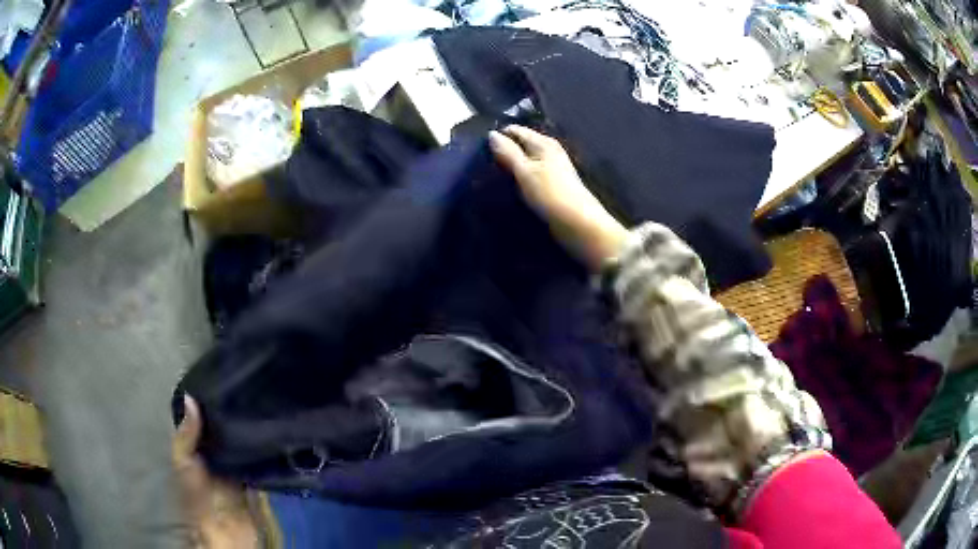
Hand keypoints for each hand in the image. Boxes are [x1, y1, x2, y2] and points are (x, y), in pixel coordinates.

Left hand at [172, 395, 259, 548]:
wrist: (225, 531)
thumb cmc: (198, 496)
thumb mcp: (184, 464)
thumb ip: (186, 436)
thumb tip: (191, 397)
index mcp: (195, 445)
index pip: (202, 416)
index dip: (208, 398)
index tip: (222, 374)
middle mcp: (215, 450)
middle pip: (224, 425)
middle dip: (232, 409)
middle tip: (247, 383)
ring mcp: (236, 463)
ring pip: (242, 438)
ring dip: (249, 426)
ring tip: (262, 398)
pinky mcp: (255, 475)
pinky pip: (259, 456)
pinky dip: (263, 445)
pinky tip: (272, 426)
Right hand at [489, 125, 628, 268]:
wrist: (578, 223)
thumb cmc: (550, 194)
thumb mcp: (524, 171)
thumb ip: (508, 152)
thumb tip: (491, 133)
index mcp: (543, 142)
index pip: (516, 131)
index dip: (499, 137)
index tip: (480, 149)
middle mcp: (549, 151)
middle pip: (521, 145)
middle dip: (504, 152)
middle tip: (482, 164)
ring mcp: (552, 168)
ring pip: (525, 161)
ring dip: (511, 167)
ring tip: (491, 176)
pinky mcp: (553, 185)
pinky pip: (530, 174)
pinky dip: (520, 178)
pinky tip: (509, 187)